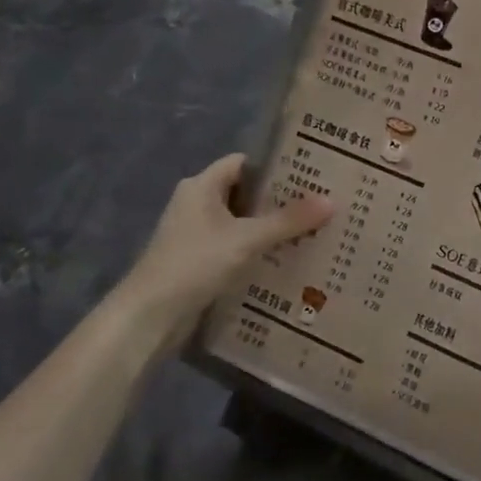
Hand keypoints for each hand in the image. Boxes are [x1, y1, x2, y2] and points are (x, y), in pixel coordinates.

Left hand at [110, 153, 332, 351]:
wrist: (149, 317)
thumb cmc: (194, 264)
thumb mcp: (246, 239)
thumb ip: (288, 221)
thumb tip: (331, 201)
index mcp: (201, 186)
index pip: (244, 163)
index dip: (275, 165)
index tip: (310, 172)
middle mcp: (196, 204)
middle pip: (245, 193)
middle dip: (280, 199)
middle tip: (319, 202)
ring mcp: (196, 234)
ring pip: (242, 222)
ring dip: (270, 227)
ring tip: (312, 229)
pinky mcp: (198, 261)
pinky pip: (235, 246)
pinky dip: (258, 249)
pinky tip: (286, 258)